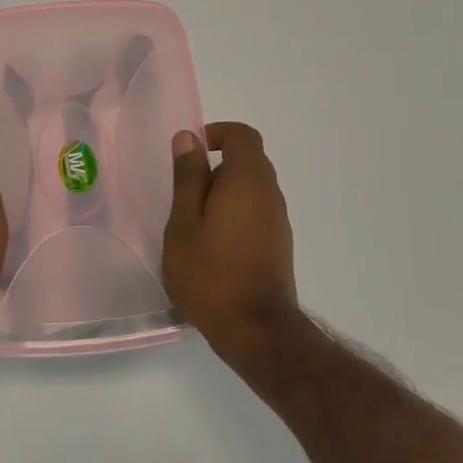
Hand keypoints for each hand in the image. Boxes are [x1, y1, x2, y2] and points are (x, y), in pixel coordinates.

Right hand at [164, 122, 299, 366]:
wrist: (254, 329)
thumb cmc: (209, 272)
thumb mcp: (184, 222)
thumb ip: (188, 177)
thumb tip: (189, 138)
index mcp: (248, 180)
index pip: (243, 136)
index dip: (218, 134)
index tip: (192, 152)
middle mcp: (270, 194)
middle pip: (249, 161)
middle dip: (216, 168)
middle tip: (185, 195)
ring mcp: (279, 221)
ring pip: (252, 190)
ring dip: (224, 195)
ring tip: (194, 225)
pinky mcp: (279, 245)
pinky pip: (256, 213)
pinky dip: (235, 215)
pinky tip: (212, 246)